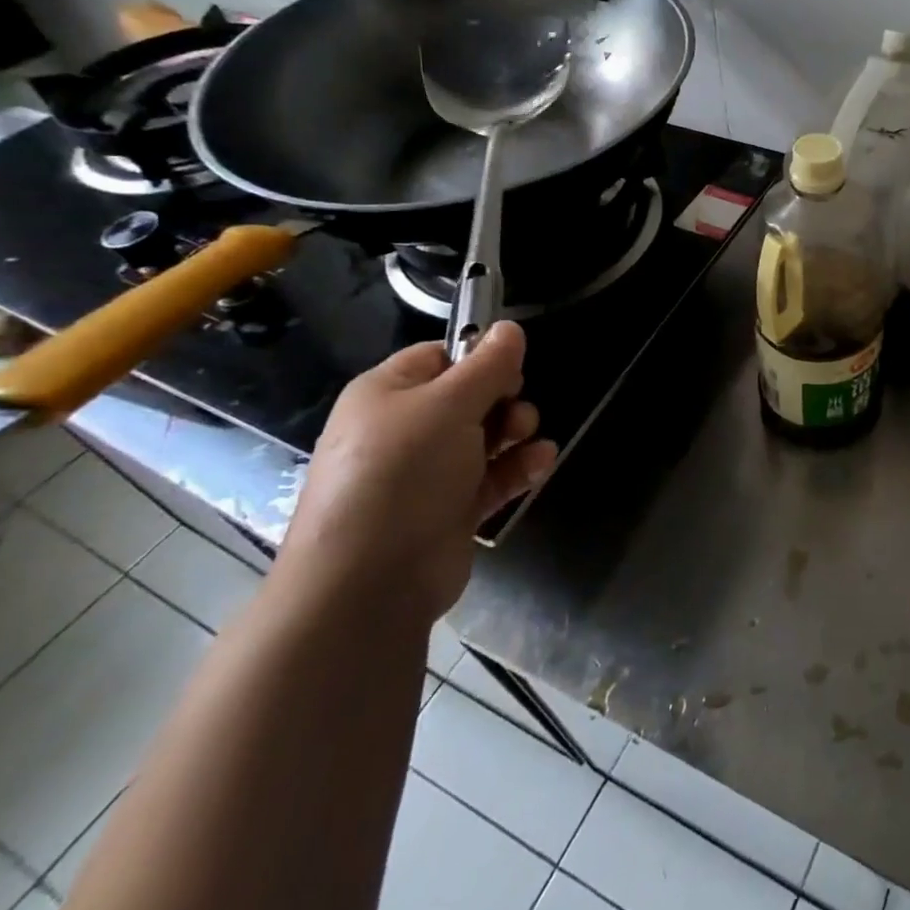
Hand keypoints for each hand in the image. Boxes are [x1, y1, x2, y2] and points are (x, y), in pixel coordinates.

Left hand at [281, 324, 557, 621]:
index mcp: (387, 394)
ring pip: (485, 437)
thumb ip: (488, 366)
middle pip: (469, 397)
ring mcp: (426, 474)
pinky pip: (491, 477)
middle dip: (504, 399)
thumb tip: (511, 328)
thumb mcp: (449, 405)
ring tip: (528, 437)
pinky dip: (517, 468)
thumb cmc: (403, 474)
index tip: (511, 368)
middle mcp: (404, 430)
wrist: (369, 582)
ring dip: (516, 432)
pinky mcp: (449, 510)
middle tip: (515, 412)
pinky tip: (540, 463)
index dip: (479, 358)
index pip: (439, 357)